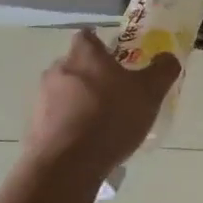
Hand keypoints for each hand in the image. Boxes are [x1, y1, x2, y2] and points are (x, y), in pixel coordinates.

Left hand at [25, 29, 180, 185]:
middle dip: (92, 76)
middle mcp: (58, 70)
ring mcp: (41, 99)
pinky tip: (86, 144)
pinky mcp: (34, 127)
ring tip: (101, 123)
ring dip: (78, 102)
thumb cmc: (111, 118)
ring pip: (63, 92)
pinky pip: (55, 119)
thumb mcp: (150, 93)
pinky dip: (68, 125)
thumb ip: (162, 71)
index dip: (101, 44)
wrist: (66, 166)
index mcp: (84, 55)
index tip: (115, 57)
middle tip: (114, 93)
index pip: (88, 36)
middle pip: (75, 64)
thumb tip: (168, 57)